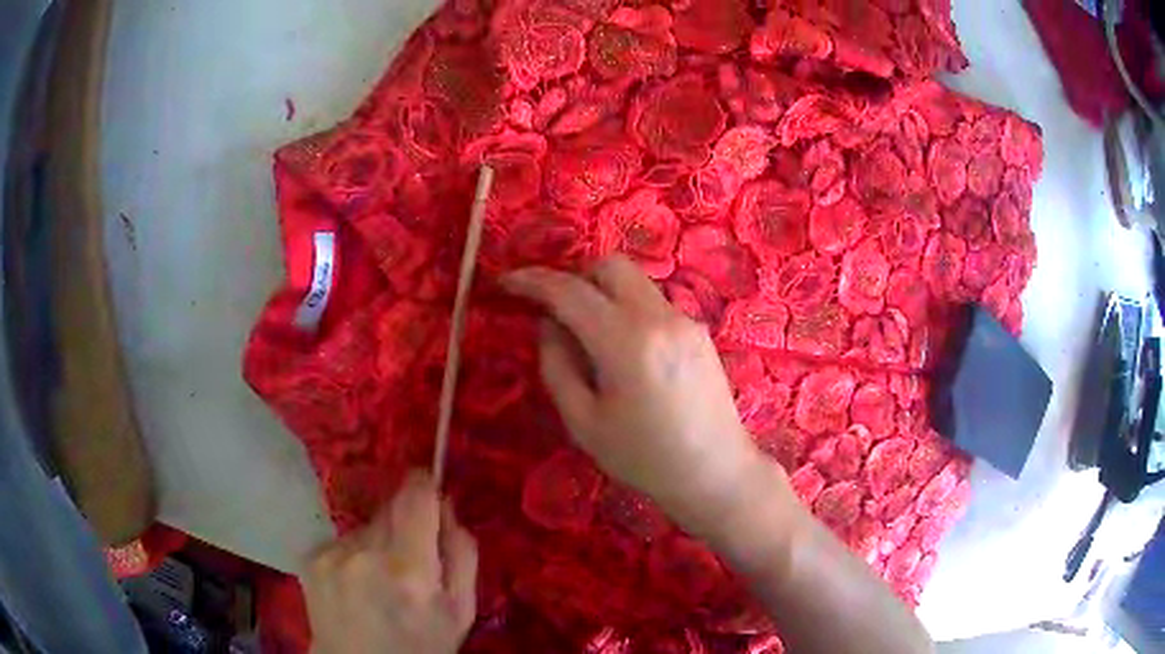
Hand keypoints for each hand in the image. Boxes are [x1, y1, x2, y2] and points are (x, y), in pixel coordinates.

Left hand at [302, 471, 477, 653]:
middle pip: (390, 508)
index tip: (430, 488)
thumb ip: (461, 554)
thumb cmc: (421, 647)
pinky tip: (356, 584)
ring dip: (377, 541)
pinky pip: (342, 540)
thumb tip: (447, 506)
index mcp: (409, 569)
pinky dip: (353, 554)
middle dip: (405, 522)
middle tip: (410, 557)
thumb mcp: (461, 611)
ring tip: (380, 579)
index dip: (425, 485)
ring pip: (365, 526)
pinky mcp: (310, 559)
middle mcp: (365, 553)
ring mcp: (331, 555)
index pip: (415, 496)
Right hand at [501, 256, 768, 535]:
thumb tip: (549, 324)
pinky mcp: (699, 331)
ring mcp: (685, 320)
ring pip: (635, 281)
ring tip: (590, 338)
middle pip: (610, 266)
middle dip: (574, 277)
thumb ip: (557, 365)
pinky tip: (625, 352)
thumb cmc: (644, 459)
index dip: (531, 280)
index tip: (506, 282)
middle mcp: (659, 317)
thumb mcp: (584, 423)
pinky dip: (628, 309)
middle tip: (554, 310)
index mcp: (626, 341)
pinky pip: (653, 303)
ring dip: (603, 293)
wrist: (715, 473)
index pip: (569, 291)